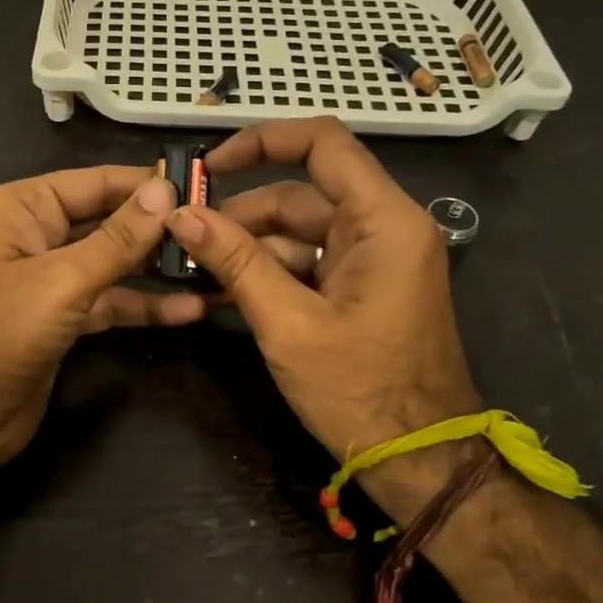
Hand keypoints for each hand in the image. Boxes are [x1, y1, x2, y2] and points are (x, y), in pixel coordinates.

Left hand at [0, 167, 201, 468]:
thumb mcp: (61, 281)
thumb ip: (117, 239)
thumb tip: (165, 191)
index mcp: (23, 209)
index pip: (96, 183)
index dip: (147, 185)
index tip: (204, 188)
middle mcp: (36, 236)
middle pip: (108, 222)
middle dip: (158, 229)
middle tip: (218, 229)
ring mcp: (50, 281)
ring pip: (113, 265)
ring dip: (157, 270)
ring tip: (214, 268)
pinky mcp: (62, 321)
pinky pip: (109, 303)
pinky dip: (143, 307)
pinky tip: (188, 310)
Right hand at [166, 118, 481, 522]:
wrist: (421, 461)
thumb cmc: (361, 393)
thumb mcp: (289, 325)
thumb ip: (235, 262)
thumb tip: (181, 214)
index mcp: (384, 221)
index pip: (322, 143)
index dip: (261, 141)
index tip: (209, 167)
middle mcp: (384, 227)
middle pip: (300, 195)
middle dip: (240, 215)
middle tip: (182, 239)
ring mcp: (374, 259)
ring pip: (298, 232)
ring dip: (247, 249)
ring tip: (193, 272)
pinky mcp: (362, 287)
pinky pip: (308, 263)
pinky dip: (268, 273)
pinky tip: (221, 293)